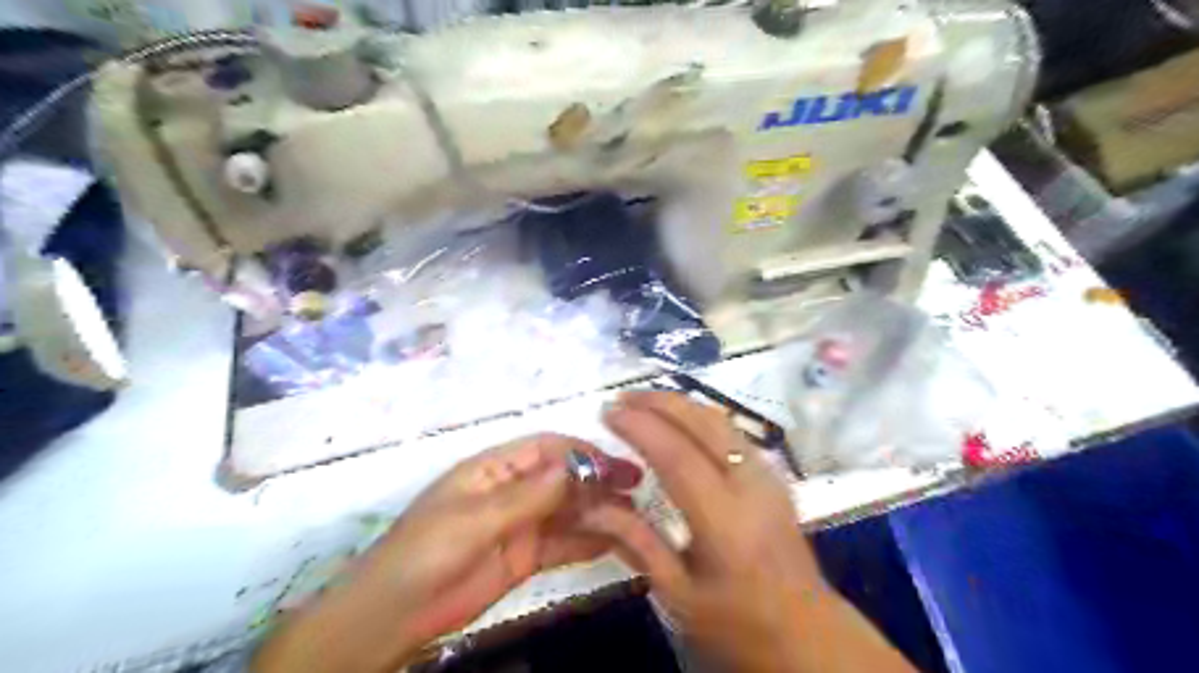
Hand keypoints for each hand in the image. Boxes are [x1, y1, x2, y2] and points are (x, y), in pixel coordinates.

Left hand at [255, 432, 647, 669]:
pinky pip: (564, 543)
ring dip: (600, 512)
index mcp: (495, 469)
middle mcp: (513, 490)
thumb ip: (528, 495)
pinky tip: (618, 542)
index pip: (548, 449)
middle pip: (564, 478)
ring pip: (569, 511)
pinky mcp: (526, 556)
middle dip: (600, 482)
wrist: (393, 616)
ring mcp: (521, 524)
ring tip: (638, 519)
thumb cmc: (426, 554)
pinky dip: (590, 541)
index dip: (583, 454)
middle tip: (639, 493)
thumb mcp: (475, 519)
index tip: (619, 467)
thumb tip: (577, 466)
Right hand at [589, 392, 920, 671]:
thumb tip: (590, 507)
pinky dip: (699, 416)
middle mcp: (750, 485)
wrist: (808, 632)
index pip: (676, 454)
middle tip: (621, 398)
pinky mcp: (774, 475)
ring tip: (643, 403)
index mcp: (724, 520)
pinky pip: (731, 432)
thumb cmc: (738, 623)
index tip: (607, 412)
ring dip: (680, 404)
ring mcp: (767, 475)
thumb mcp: (678, 595)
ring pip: (720, 421)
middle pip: (703, 423)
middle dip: (659, 402)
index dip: (639, 426)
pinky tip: (678, 421)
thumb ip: (636, 543)